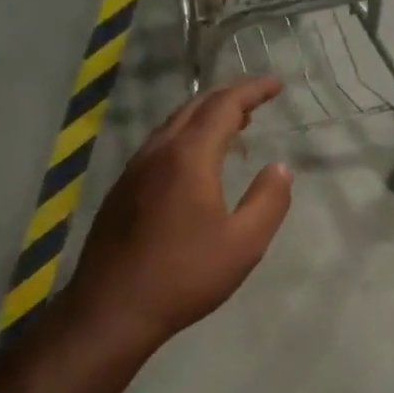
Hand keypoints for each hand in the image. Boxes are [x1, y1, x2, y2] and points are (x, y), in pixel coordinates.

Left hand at [66, 77, 292, 355]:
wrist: (112, 308)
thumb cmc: (184, 275)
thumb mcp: (244, 244)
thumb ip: (268, 201)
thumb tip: (281, 168)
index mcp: (189, 157)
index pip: (224, 106)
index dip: (251, 91)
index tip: (275, 85)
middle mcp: (158, 152)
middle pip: (195, 107)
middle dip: (228, 97)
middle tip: (256, 101)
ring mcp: (134, 170)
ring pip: (173, 125)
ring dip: (204, 117)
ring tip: (232, 128)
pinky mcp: (122, 190)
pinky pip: (159, 146)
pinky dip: (185, 138)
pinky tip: (194, 163)